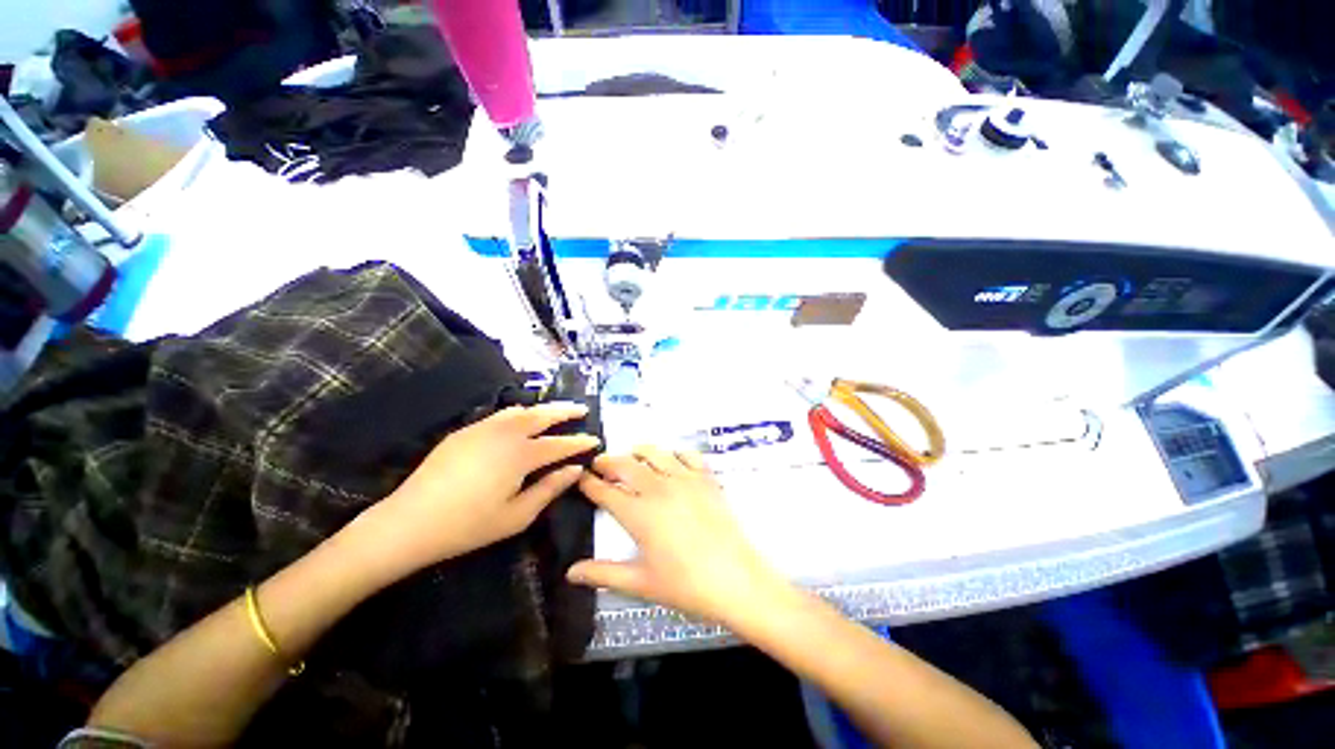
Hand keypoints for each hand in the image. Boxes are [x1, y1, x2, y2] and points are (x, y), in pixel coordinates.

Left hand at [355, 403, 599, 578]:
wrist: (409, 522)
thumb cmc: (468, 525)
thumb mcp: (517, 516)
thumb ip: (549, 489)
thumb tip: (575, 470)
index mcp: (521, 455)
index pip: (559, 444)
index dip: (579, 442)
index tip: (595, 439)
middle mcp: (505, 433)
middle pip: (542, 415)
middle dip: (565, 411)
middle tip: (582, 409)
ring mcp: (483, 429)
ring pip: (520, 410)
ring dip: (542, 409)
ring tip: (555, 412)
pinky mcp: (465, 431)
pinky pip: (500, 415)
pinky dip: (518, 413)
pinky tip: (520, 421)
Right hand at [567, 446, 786, 626]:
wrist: (736, 579)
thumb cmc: (686, 585)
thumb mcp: (641, 582)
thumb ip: (603, 574)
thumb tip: (571, 572)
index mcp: (638, 513)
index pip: (605, 491)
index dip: (589, 482)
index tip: (580, 476)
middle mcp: (658, 488)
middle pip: (625, 465)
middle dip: (607, 462)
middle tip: (599, 464)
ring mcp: (684, 479)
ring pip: (654, 453)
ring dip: (637, 452)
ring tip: (631, 457)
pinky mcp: (705, 478)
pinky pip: (687, 454)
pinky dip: (674, 453)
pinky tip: (671, 461)